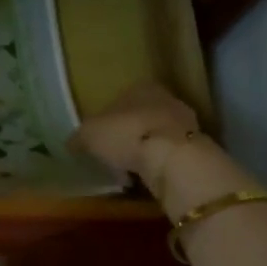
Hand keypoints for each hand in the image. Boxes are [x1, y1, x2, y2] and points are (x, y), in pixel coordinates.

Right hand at [70, 81, 204, 197]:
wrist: (172, 157)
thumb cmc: (126, 133)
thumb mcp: (89, 135)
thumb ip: (79, 137)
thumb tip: (70, 143)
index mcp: (140, 87)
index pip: (121, 98)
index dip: (108, 118)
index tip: (100, 137)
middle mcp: (165, 99)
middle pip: (140, 116)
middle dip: (127, 134)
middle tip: (112, 154)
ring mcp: (185, 123)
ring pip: (155, 136)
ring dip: (143, 151)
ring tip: (126, 170)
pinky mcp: (196, 147)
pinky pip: (168, 155)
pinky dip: (156, 164)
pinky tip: (144, 178)